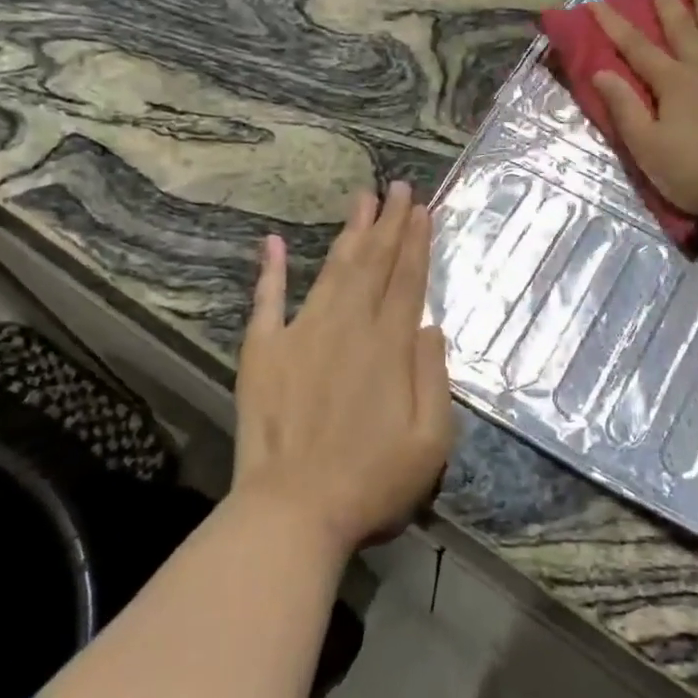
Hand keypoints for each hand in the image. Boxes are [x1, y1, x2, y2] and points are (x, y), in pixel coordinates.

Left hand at [234, 183, 456, 553]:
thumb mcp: (432, 441)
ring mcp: (301, 335)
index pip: (407, 281)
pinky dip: (269, 272)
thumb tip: (430, 326)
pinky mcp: (263, 352)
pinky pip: (266, 302)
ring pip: (331, 272)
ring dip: (348, 234)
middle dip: (388, 223)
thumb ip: (435, 377)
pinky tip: (271, 243)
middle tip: (397, 186)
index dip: (416, 242)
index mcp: (389, 347)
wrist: (293, 511)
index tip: (421, 208)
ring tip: (361, 199)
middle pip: (372, 265)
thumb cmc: (371, 483)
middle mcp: (347, 328)